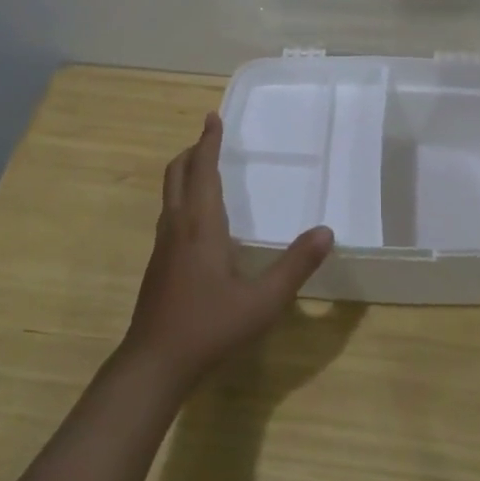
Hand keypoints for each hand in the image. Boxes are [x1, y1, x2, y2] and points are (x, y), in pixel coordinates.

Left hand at [123, 113, 334, 389]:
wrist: (154, 363)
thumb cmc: (209, 327)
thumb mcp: (262, 301)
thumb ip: (295, 266)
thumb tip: (326, 232)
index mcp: (200, 224)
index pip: (202, 169)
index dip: (208, 141)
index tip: (213, 117)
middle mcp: (177, 226)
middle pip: (177, 174)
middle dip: (192, 151)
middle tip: (209, 138)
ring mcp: (163, 245)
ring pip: (169, 194)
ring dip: (185, 173)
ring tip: (205, 169)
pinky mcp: (158, 264)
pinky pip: (170, 213)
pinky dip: (182, 197)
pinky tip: (198, 220)